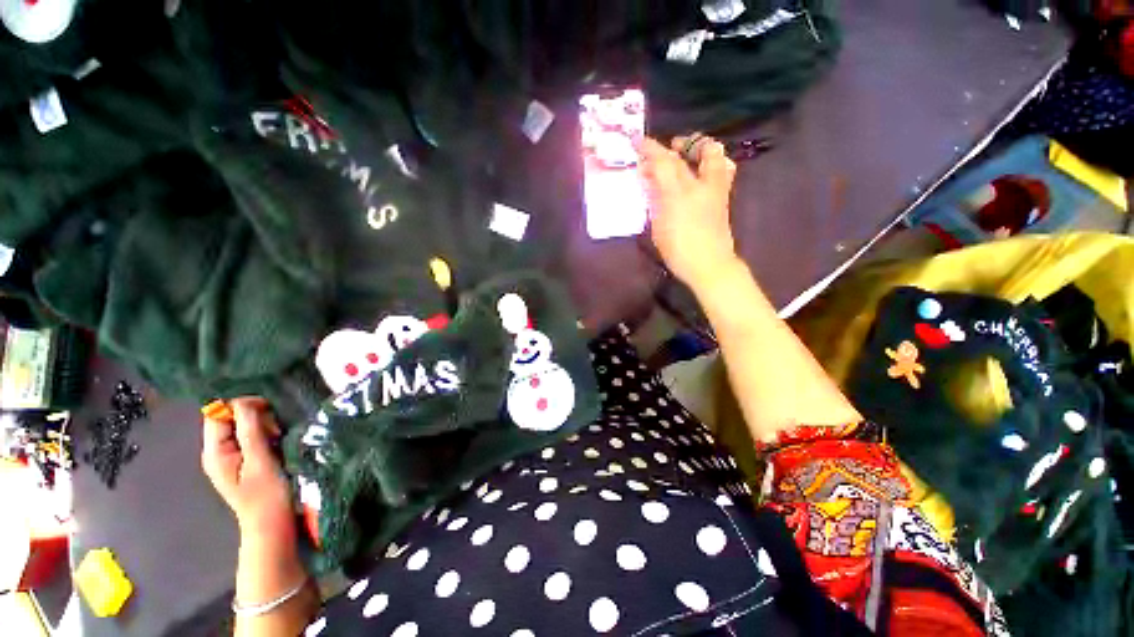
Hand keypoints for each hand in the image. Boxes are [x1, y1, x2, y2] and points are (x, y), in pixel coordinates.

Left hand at [201, 397, 294, 541]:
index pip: (219, 413)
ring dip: (263, 426)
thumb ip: (250, 430)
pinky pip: (252, 436)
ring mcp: (231, 456)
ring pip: (244, 426)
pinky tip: (277, 443)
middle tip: (276, 431)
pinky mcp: (244, 460)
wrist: (273, 525)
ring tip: (279, 438)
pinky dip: (266, 434)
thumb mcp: (260, 461)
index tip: (269, 412)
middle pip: (231, 418)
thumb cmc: (267, 495)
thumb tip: (244, 401)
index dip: (242, 406)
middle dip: (256, 417)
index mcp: (215, 451)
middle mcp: (218, 451)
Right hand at [640, 136, 740, 288]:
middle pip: (689, 152)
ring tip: (688, 155)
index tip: (638, 141)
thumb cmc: (678, 251)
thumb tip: (651, 182)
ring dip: (700, 147)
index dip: (650, 148)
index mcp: (678, 195)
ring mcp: (715, 189)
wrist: (709, 265)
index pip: (663, 162)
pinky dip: (711, 162)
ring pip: (714, 154)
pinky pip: (722, 169)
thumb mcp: (658, 228)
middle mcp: (700, 185)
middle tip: (668, 148)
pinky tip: (701, 172)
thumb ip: (655, 202)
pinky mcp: (724, 196)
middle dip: (676, 145)